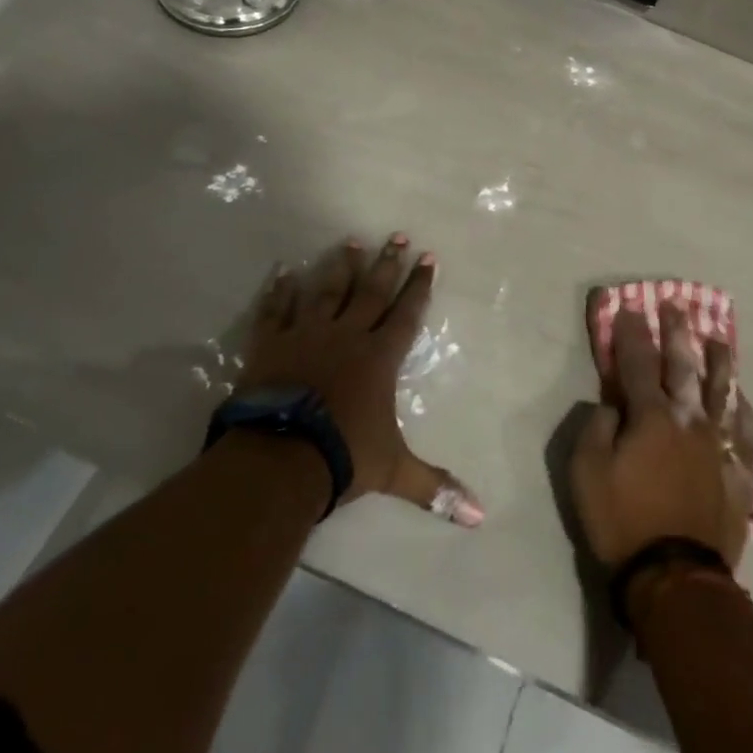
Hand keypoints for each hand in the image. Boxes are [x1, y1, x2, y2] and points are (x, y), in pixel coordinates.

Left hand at [237, 235, 482, 526]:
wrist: (280, 457)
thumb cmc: (343, 456)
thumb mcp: (394, 472)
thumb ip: (435, 487)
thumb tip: (480, 517)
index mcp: (380, 357)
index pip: (407, 313)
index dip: (420, 286)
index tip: (428, 257)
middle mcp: (347, 335)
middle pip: (371, 291)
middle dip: (387, 263)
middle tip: (396, 235)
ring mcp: (307, 334)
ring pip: (327, 290)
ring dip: (340, 266)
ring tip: (350, 241)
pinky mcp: (272, 343)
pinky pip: (277, 310)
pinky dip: (280, 291)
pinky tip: (284, 271)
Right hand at [570, 299, 752, 569]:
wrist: (676, 577)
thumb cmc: (622, 522)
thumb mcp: (586, 474)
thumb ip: (595, 428)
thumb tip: (611, 403)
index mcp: (650, 417)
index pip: (638, 363)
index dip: (632, 334)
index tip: (631, 308)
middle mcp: (688, 419)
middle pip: (683, 366)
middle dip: (677, 333)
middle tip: (676, 306)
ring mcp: (718, 444)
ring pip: (721, 390)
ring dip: (717, 361)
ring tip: (717, 337)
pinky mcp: (738, 470)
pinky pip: (744, 428)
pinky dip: (741, 406)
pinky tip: (741, 394)